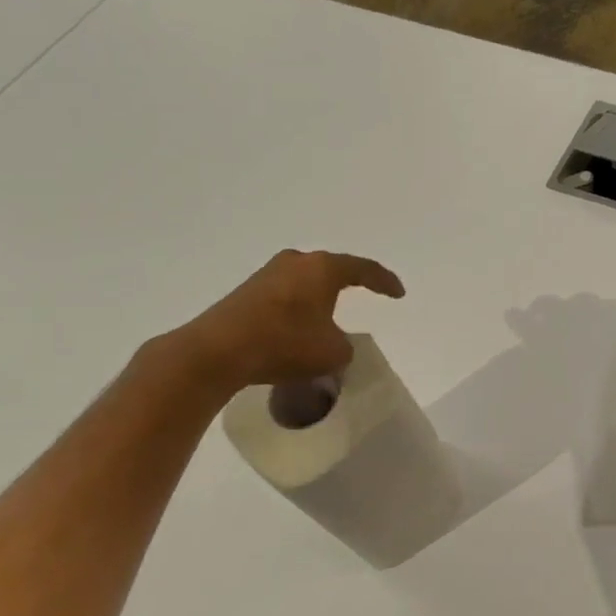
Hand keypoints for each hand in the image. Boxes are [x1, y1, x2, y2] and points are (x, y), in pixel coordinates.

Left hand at [171, 250, 404, 392]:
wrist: (217, 352)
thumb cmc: (284, 344)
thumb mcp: (334, 353)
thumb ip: (345, 344)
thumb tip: (334, 341)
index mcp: (323, 268)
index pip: (364, 269)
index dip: (385, 282)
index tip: (398, 294)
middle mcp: (296, 262)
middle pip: (332, 268)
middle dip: (350, 281)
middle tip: (368, 292)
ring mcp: (267, 274)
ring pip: (306, 280)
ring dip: (321, 295)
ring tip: (333, 312)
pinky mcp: (246, 292)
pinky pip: (286, 293)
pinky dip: (300, 306)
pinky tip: (301, 325)